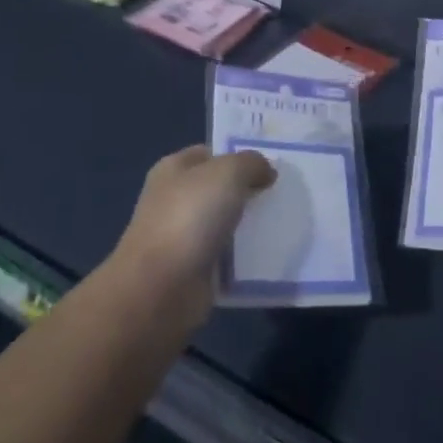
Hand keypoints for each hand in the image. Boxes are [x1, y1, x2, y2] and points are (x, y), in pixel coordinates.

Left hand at [111, 145, 275, 322]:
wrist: (160, 289)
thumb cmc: (190, 216)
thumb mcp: (229, 172)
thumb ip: (252, 163)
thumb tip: (266, 172)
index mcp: (173, 169)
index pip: (211, 153)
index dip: (239, 155)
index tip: (271, 164)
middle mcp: (174, 199)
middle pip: (219, 188)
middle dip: (248, 189)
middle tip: (282, 191)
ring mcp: (181, 236)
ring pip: (225, 222)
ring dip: (248, 224)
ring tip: (282, 221)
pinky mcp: (191, 270)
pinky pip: (225, 255)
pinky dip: (243, 256)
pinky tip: (267, 252)